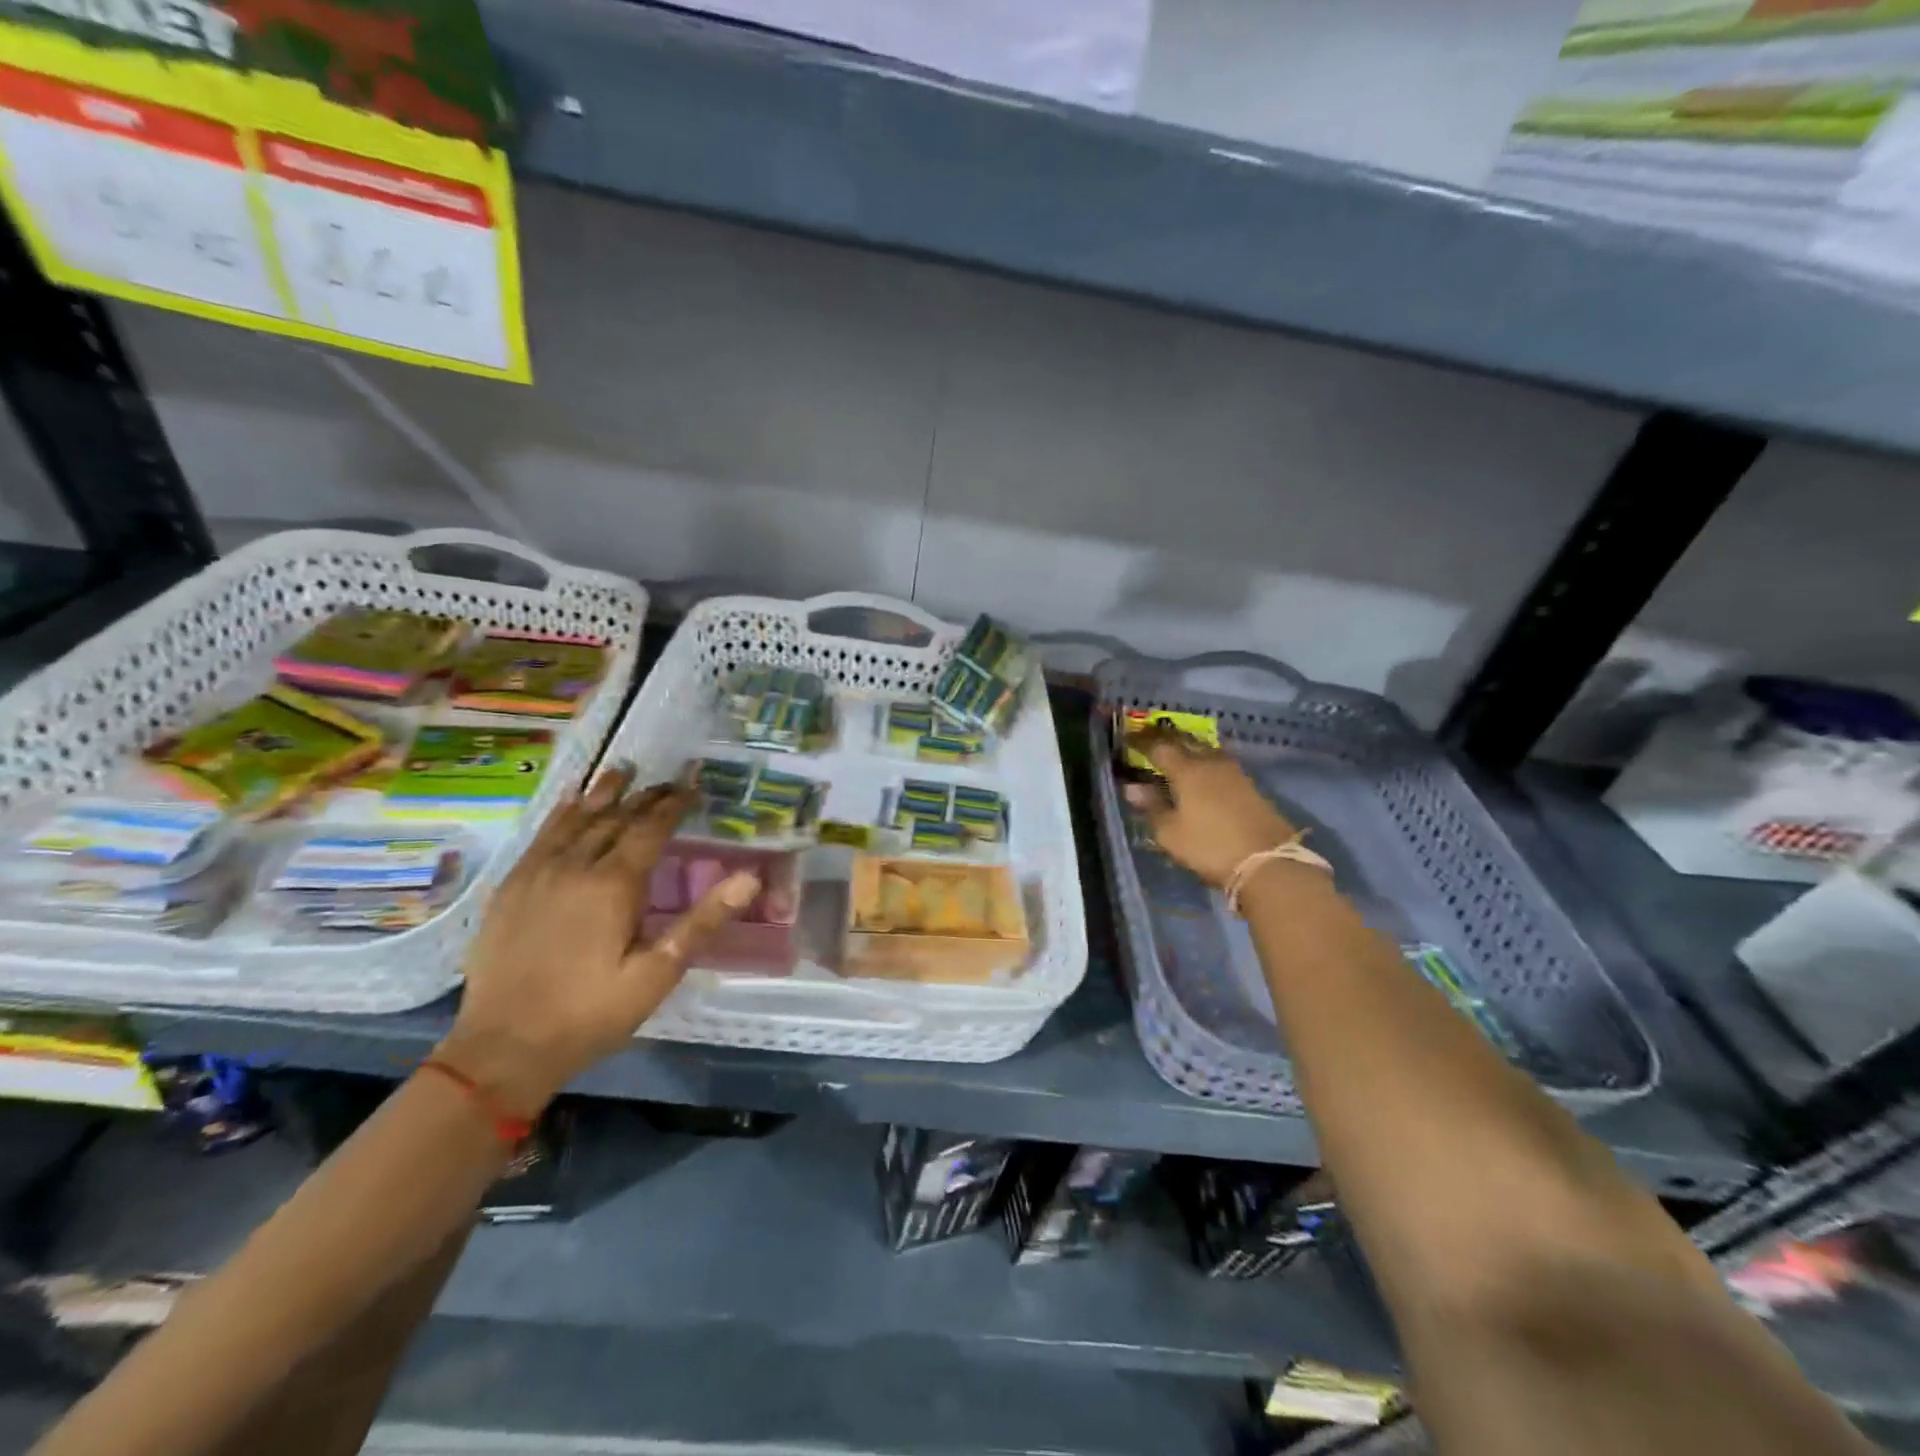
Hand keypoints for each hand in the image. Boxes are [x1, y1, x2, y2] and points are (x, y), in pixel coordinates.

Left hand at [435, 767, 759, 1115]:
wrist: (503, 1047)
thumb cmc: (591, 1013)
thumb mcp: (658, 973)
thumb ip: (702, 921)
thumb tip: (749, 878)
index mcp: (614, 884)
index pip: (649, 829)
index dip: (673, 804)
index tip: (691, 784)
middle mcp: (574, 866)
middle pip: (614, 818)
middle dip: (644, 796)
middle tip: (666, 780)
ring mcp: (537, 874)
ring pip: (575, 820)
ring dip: (602, 794)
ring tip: (621, 770)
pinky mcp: (510, 889)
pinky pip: (541, 837)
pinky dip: (561, 814)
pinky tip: (569, 804)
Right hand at [1123, 729, 1299, 887]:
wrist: (1268, 861)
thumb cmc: (1210, 846)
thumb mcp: (1171, 833)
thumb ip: (1152, 807)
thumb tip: (1132, 788)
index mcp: (1187, 770)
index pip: (1160, 748)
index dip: (1142, 743)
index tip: (1128, 740)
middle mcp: (1211, 763)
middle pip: (1186, 742)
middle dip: (1167, 740)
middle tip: (1151, 741)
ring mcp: (1235, 773)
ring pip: (1207, 751)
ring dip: (1190, 750)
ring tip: (1177, 755)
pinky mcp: (1251, 786)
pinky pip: (1220, 765)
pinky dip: (1206, 764)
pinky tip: (1203, 774)